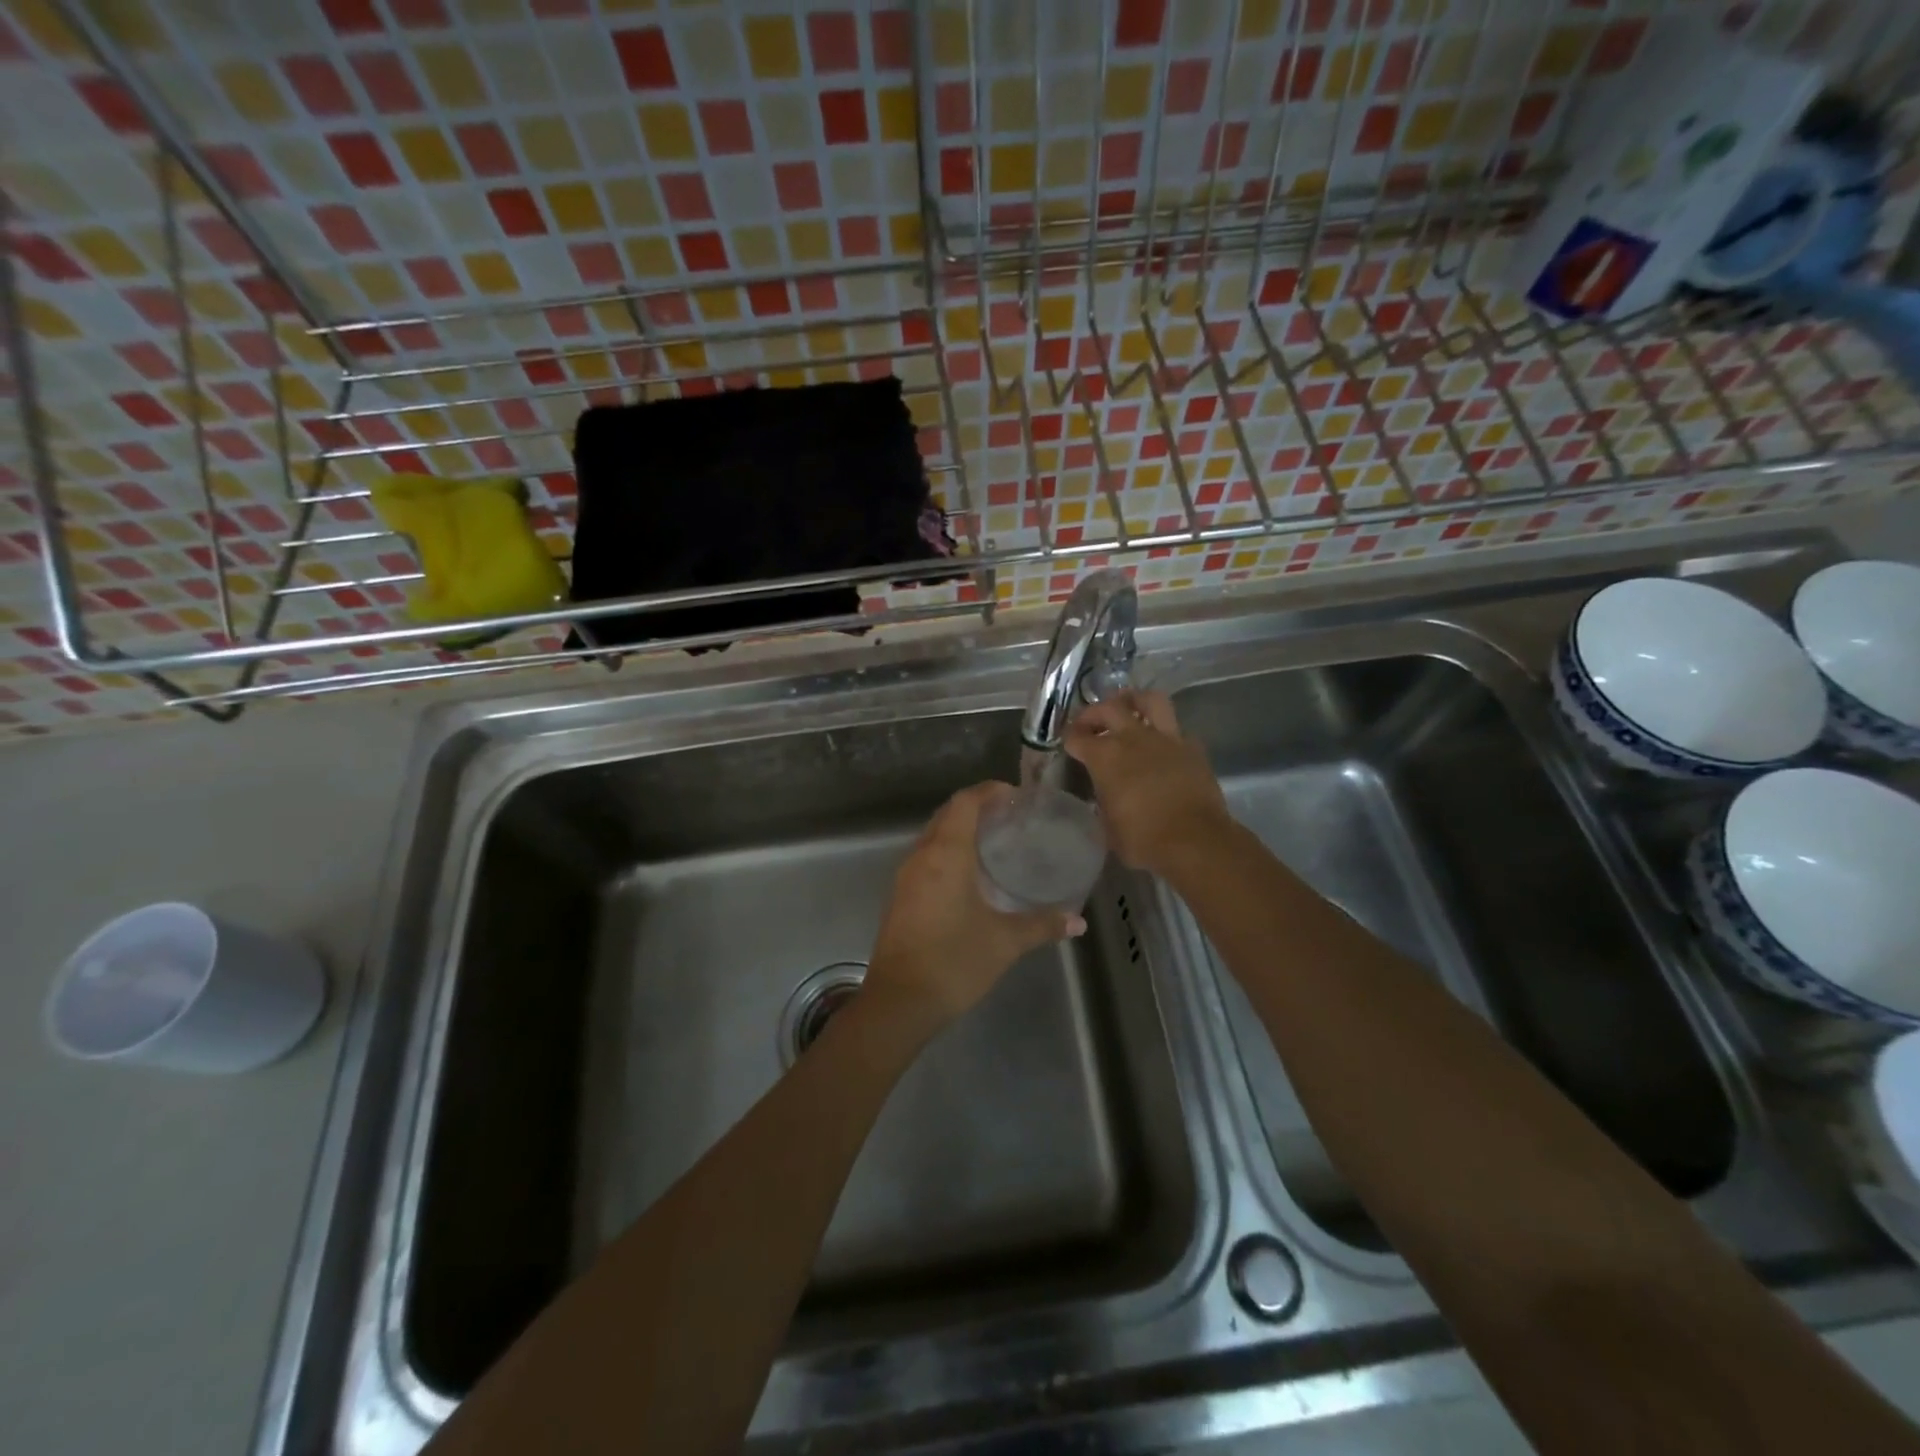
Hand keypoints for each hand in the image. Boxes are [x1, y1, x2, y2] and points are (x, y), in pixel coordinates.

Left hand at [863, 782, 1086, 1035]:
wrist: (898, 1002)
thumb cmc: (953, 963)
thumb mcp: (1004, 943)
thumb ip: (1042, 925)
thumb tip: (1078, 920)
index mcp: (946, 855)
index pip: (965, 803)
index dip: (989, 791)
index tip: (1016, 795)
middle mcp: (922, 856)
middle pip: (947, 814)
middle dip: (977, 807)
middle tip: (1011, 816)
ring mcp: (906, 876)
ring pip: (933, 835)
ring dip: (960, 828)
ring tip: (995, 839)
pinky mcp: (900, 895)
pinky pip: (926, 856)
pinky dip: (948, 849)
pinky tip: (970, 872)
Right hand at [1064, 690, 1233, 876]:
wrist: (1195, 841)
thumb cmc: (1143, 840)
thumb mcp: (1108, 827)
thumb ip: (1103, 802)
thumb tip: (1105, 796)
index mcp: (1105, 757)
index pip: (1078, 737)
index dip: (1069, 738)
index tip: (1068, 743)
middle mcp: (1133, 738)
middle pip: (1109, 708)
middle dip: (1094, 713)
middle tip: (1090, 723)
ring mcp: (1166, 739)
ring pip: (1149, 701)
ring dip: (1135, 700)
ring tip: (1128, 707)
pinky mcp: (1192, 749)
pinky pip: (1176, 730)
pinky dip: (1165, 733)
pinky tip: (1162, 744)